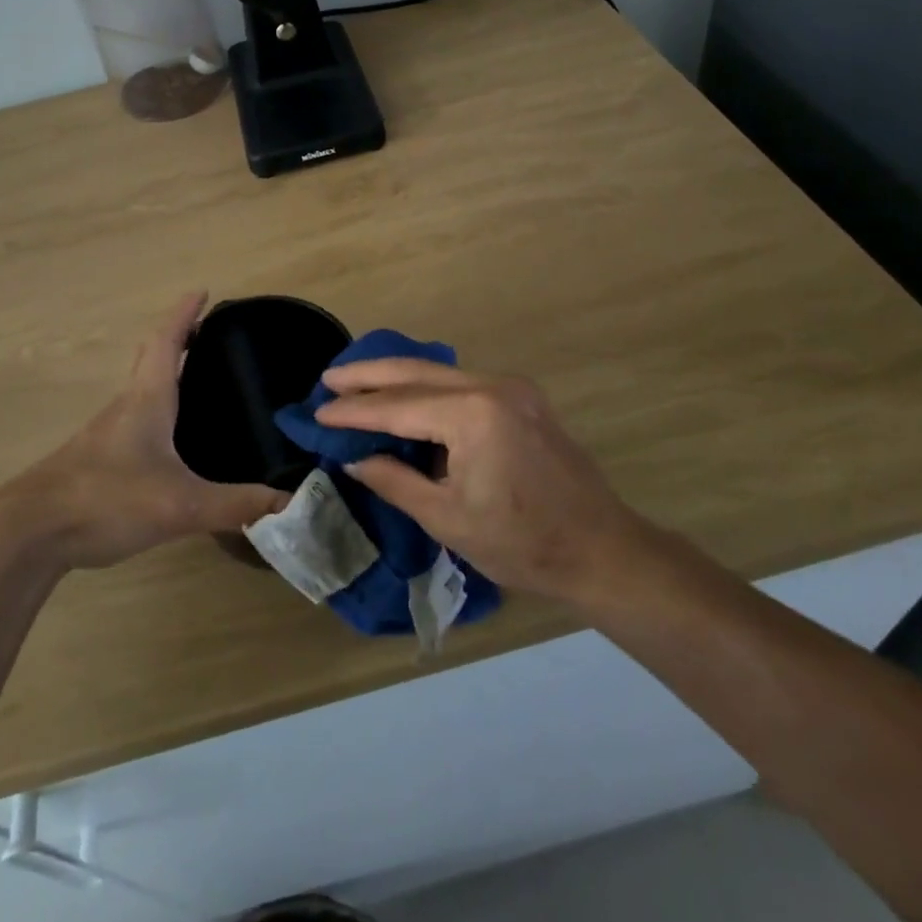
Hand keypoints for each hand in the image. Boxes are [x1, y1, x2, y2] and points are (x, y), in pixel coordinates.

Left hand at [0, 293, 286, 569]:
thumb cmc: (106, 499)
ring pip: (141, 390)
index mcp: (147, 400)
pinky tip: (169, 439)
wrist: (29, 533)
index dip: (184, 314)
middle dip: (177, 338)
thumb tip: (290, 503)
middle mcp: (126, 407)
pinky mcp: (96, 460)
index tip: (201, 291)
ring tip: (195, 381)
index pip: (167, 342)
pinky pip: (134, 419)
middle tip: (205, 332)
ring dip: (165, 374)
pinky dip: (156, 408)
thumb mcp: (179, 505)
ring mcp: (106, 434)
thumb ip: (235, 505)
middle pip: (151, 358)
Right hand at [314, 359, 642, 602]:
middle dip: (369, 375)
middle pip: (417, 372)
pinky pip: (463, 382)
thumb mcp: (448, 518)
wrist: (603, 549)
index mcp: (472, 415)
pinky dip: (428, 386)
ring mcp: (512, 388)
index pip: (398, 406)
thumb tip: (356, 459)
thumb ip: (396, 481)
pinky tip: (406, 393)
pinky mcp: (523, 398)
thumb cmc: (523, 543)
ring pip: (440, 372)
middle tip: (329, 378)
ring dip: (398, 376)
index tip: (318, 411)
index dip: (355, 411)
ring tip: (357, 381)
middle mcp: (492, 386)